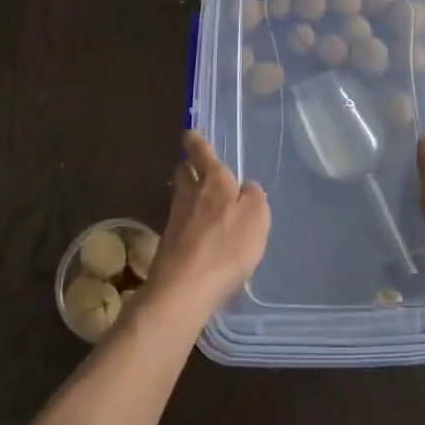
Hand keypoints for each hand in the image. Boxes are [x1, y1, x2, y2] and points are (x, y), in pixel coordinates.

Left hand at [145, 132, 269, 321]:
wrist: (183, 291)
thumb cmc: (226, 247)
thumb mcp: (256, 217)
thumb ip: (254, 197)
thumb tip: (246, 187)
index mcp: (213, 181)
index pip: (201, 152)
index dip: (195, 141)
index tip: (189, 133)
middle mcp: (190, 195)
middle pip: (183, 172)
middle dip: (187, 165)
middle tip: (192, 164)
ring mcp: (175, 221)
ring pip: (180, 197)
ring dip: (187, 194)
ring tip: (198, 199)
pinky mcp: (168, 247)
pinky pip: (180, 224)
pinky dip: (187, 223)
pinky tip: (197, 234)